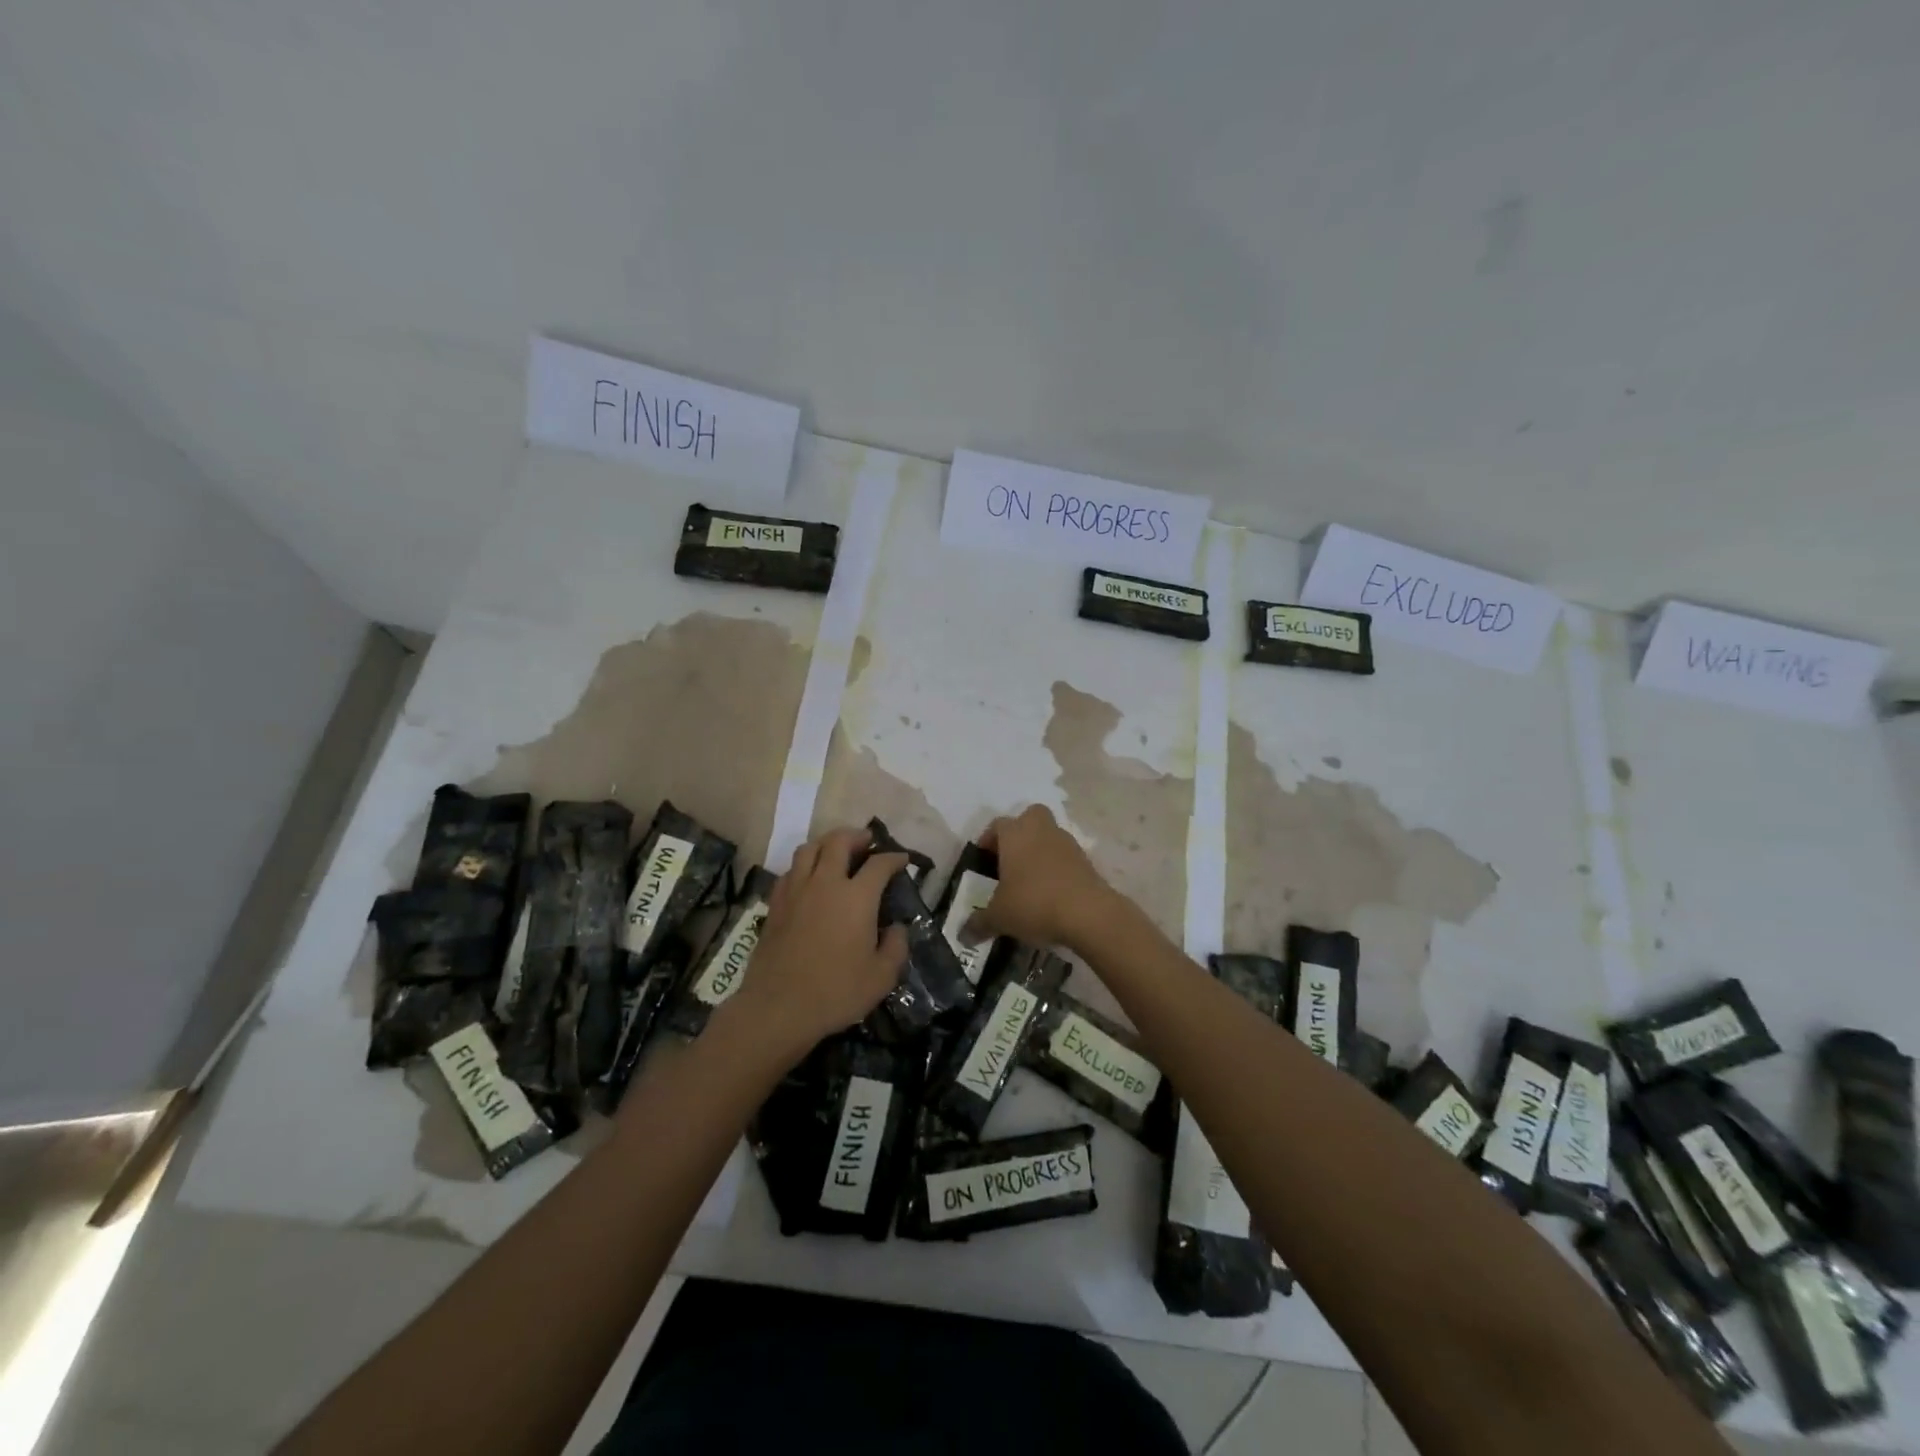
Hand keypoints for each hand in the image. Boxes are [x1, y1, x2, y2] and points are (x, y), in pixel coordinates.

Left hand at [730, 827, 908, 1055]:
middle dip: (856, 836)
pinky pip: (791, 870)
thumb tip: (897, 928)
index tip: (902, 860)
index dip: (894, 858)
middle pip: (839, 842)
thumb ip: (896, 947)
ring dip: (827, 844)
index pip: (879, 864)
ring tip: (836, 852)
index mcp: (856, 897)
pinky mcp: (775, 904)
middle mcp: (825, 883)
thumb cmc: (836, 992)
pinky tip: (809, 878)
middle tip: (867, 842)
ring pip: (809, 849)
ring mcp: (796, 891)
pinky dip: (804, 865)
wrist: (778, 1008)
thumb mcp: (882, 977)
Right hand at [975, 805, 1119, 953]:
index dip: (988, 840)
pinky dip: (1057, 868)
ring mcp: (1067, 843)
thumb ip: (979, 923)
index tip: (984, 860)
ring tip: (1030, 881)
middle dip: (1020, 833)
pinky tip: (1051, 893)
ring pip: (1049, 836)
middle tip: (1010, 859)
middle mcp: (1041, 830)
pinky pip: (1065, 857)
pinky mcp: (1086, 860)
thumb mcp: (999, 917)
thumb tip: (963, 935)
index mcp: (1015, 834)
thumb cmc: (1034, 904)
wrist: (1088, 913)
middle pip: (1030, 817)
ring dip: (1040, 851)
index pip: (997, 825)